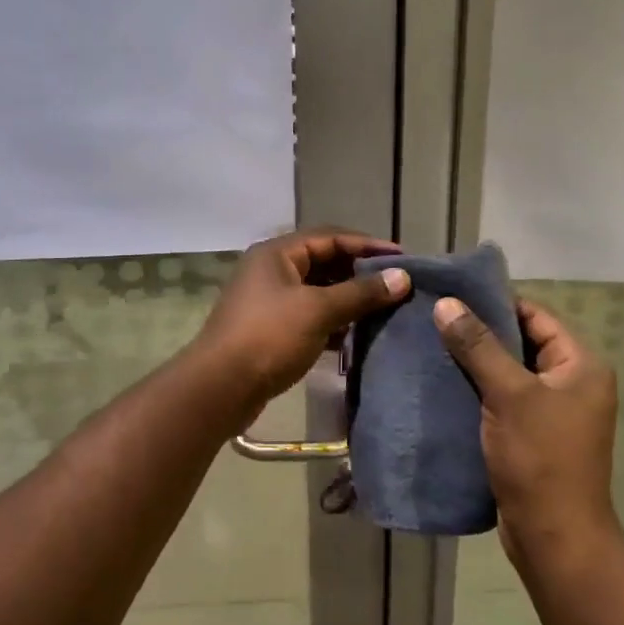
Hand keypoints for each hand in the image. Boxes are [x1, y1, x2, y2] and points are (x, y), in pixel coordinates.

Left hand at [192, 228, 410, 405]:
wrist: (220, 387)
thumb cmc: (269, 337)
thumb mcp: (318, 310)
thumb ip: (361, 293)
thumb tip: (402, 277)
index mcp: (277, 253)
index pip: (330, 237)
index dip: (367, 245)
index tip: (402, 258)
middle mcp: (271, 270)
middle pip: (323, 262)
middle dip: (359, 272)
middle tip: (395, 284)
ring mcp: (268, 300)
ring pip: (317, 291)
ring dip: (347, 298)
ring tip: (382, 309)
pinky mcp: (270, 329)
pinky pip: (309, 315)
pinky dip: (332, 321)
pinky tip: (356, 335)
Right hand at [433, 296, 620, 570]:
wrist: (553, 538)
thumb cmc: (540, 458)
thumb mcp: (508, 394)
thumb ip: (478, 346)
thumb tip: (446, 303)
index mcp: (581, 365)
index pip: (535, 316)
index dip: (495, 303)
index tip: (451, 295)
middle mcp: (573, 383)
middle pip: (521, 342)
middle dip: (479, 333)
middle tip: (434, 318)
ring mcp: (553, 411)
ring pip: (508, 372)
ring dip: (474, 362)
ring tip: (431, 345)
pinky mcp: (533, 435)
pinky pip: (503, 399)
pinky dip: (477, 390)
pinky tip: (443, 382)